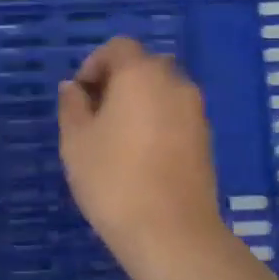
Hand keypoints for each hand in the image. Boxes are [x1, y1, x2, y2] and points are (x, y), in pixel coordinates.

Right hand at [57, 38, 224, 264]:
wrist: (171, 232)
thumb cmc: (113, 180)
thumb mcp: (76, 142)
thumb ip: (72, 106)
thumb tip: (73, 88)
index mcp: (141, 74)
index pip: (119, 47)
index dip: (94, 64)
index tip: (80, 95)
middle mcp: (174, 83)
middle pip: (144, 66)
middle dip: (119, 81)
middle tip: (96, 114)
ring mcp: (196, 111)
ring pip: (163, 92)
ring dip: (140, 102)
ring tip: (117, 139)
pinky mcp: (206, 139)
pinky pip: (176, 115)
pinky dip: (158, 122)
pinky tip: (141, 156)